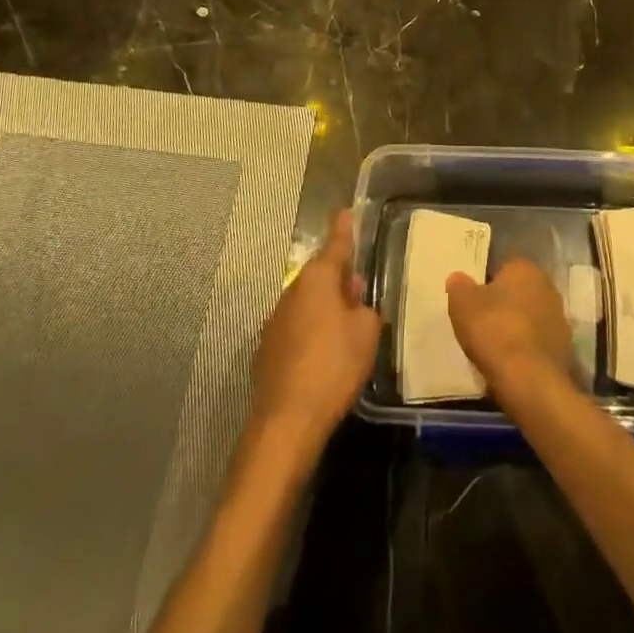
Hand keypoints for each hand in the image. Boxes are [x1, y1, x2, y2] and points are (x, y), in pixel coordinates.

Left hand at [249, 210, 381, 452]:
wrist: (287, 421)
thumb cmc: (333, 366)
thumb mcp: (366, 334)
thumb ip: (364, 309)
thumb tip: (354, 300)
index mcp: (317, 279)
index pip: (335, 245)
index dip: (344, 229)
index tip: (346, 211)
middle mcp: (292, 291)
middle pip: (320, 275)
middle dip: (338, 277)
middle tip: (358, 285)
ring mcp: (275, 320)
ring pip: (307, 301)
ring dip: (325, 306)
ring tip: (345, 324)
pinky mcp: (267, 349)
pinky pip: (296, 327)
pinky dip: (311, 331)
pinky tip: (323, 354)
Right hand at [446, 257, 571, 397]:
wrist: (529, 381)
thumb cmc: (494, 331)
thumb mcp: (462, 304)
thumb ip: (459, 287)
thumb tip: (458, 279)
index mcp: (525, 269)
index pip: (504, 268)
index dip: (487, 284)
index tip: (474, 303)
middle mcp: (548, 287)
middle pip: (519, 293)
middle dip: (504, 305)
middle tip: (483, 324)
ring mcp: (560, 320)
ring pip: (530, 319)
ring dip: (517, 329)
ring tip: (495, 349)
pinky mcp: (564, 350)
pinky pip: (538, 344)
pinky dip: (527, 351)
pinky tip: (511, 365)